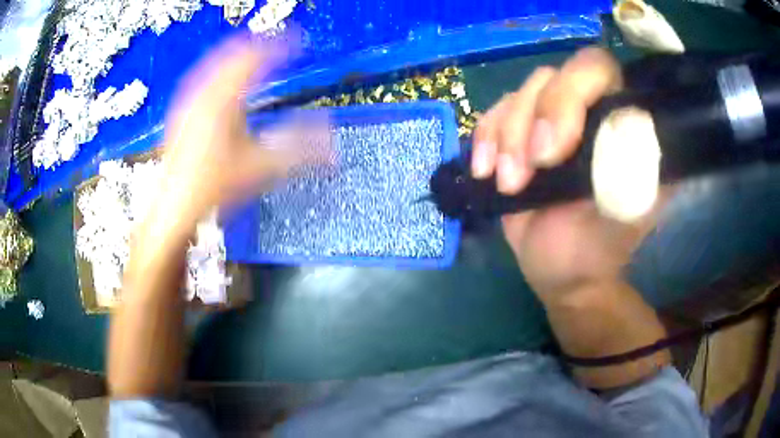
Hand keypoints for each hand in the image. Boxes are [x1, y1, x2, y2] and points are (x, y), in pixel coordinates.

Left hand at [156, 34, 322, 227]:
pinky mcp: (181, 113)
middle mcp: (204, 93)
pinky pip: (201, 77)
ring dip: (237, 53)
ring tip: (255, 50)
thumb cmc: (214, 187)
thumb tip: (331, 138)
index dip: (281, 46)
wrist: (176, 207)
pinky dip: (218, 69)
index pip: (257, 57)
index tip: (299, 42)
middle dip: (259, 44)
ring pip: (215, 62)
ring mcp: (189, 101)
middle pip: (234, 53)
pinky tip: (220, 76)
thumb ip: (298, 149)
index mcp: (224, 99)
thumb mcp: (260, 167)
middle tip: (279, 43)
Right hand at [472, 47, 659, 298]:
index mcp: (619, 121)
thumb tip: (614, 123)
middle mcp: (585, 111)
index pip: (597, 68)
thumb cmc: (601, 247)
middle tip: (528, 170)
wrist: (565, 272)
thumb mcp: (627, 211)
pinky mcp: (518, 138)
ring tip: (509, 185)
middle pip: (550, 76)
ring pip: (520, 95)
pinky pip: (491, 115)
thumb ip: (631, 163)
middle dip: (532, 120)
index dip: (571, 92)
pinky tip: (485, 172)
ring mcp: (549, 123)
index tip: (555, 150)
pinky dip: (484, 139)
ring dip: (507, 138)